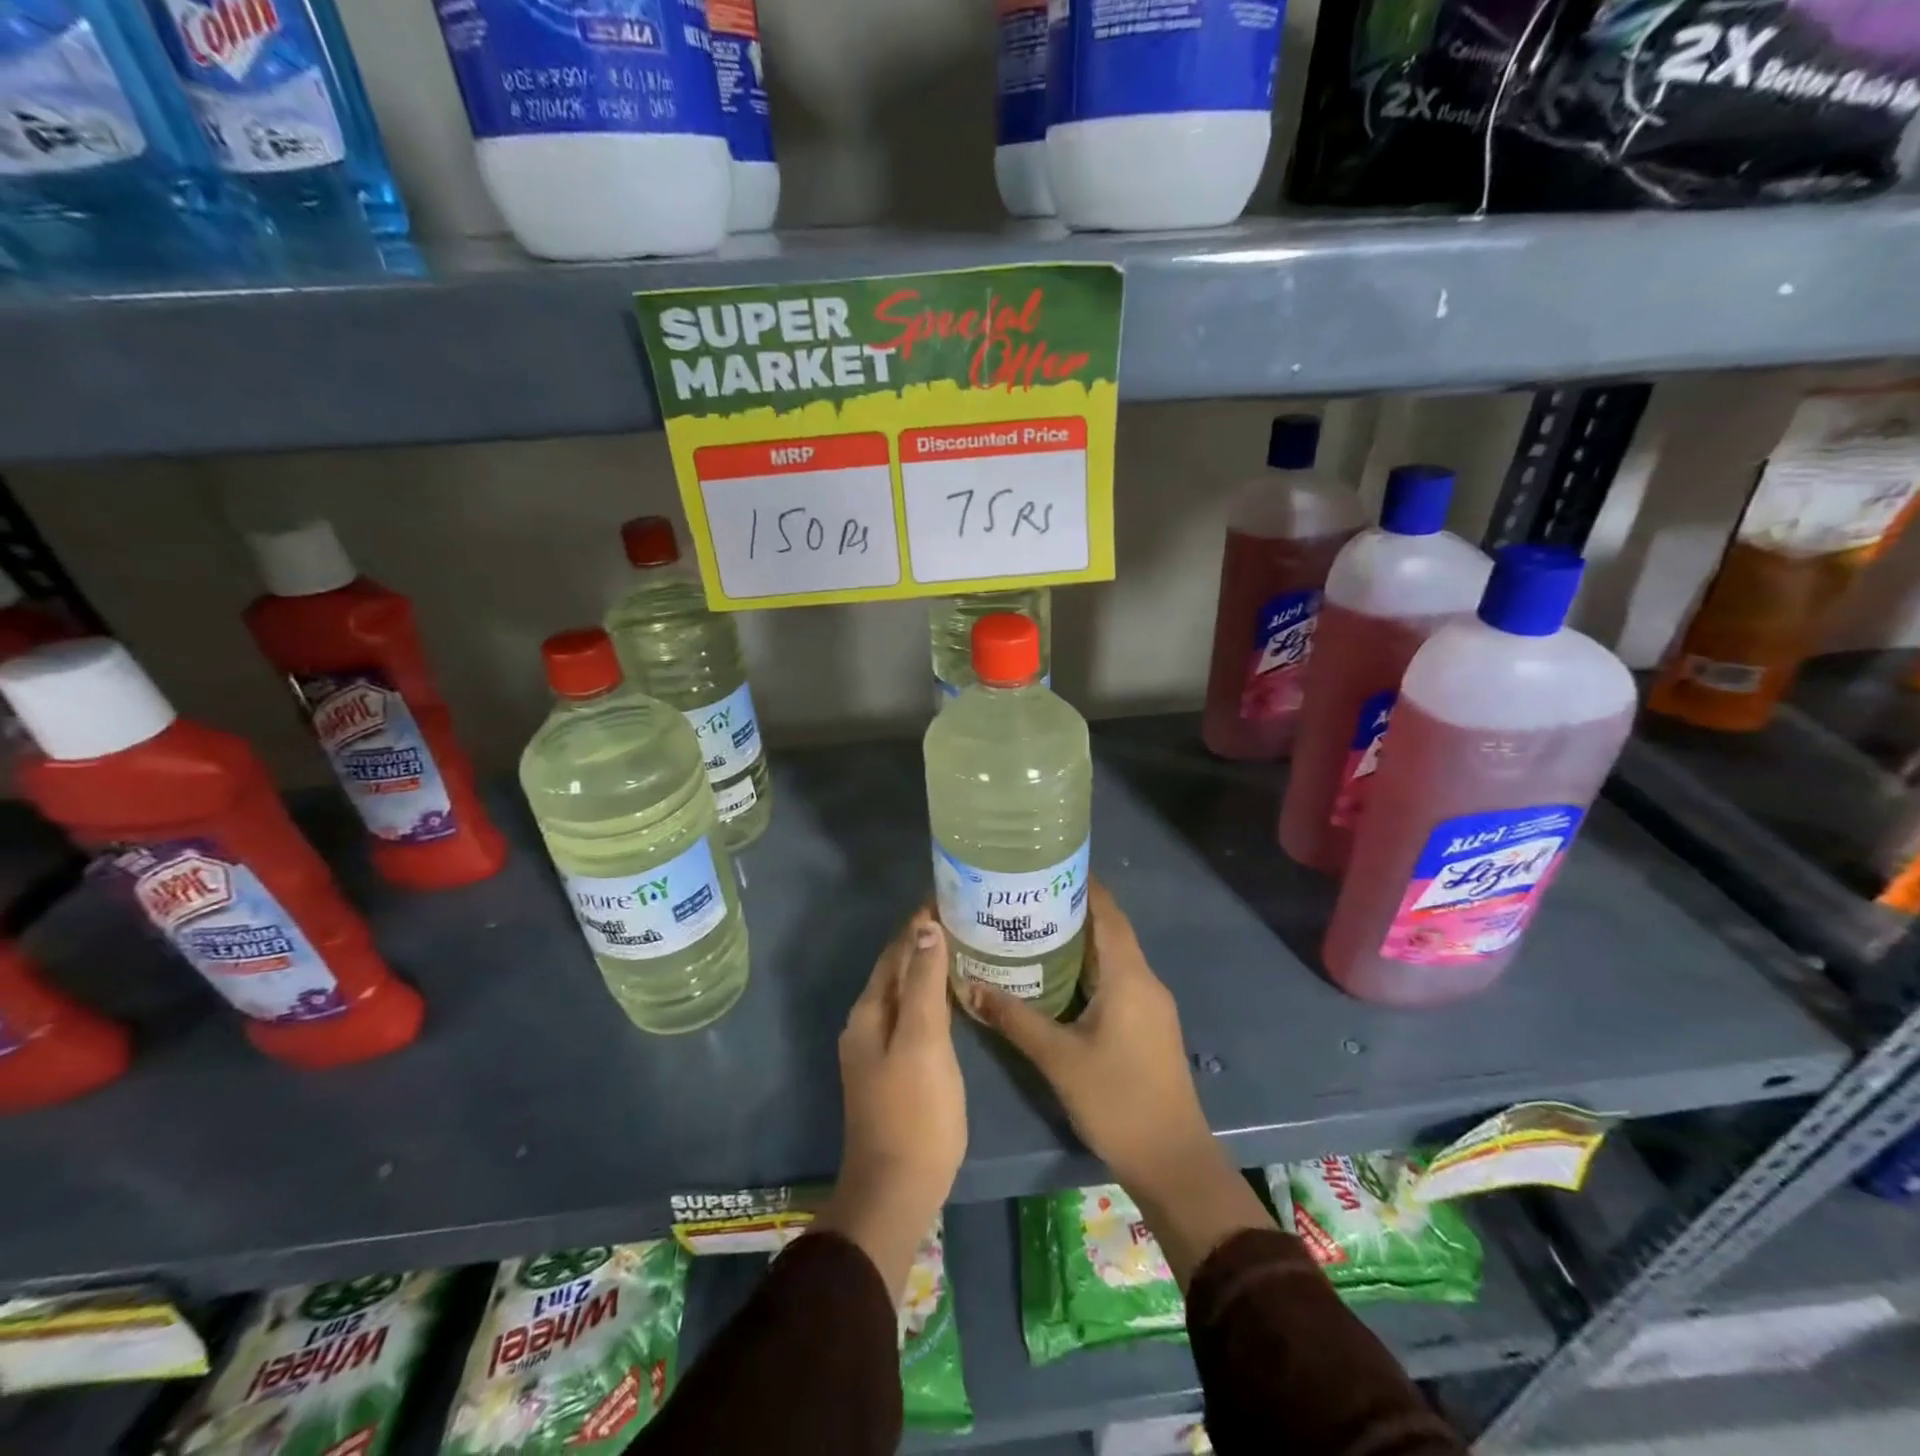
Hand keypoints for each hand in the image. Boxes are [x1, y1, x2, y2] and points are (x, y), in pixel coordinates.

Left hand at [817, 908, 966, 1298]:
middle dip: (925, 940)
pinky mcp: (896, 1068)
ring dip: (929, 967)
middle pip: (897, 969)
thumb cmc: (915, 1111)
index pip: (895, 950)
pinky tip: (956, 997)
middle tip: (966, 915)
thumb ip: (923, 984)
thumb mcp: (922, 1041)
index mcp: (869, 1011)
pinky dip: (932, 996)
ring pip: (906, 992)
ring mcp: (879, 1048)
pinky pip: (914, 1016)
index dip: (919, 922)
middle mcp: (868, 1023)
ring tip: (966, 946)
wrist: (897, 1189)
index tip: (950, 893)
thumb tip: (926, 928)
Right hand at [969, 882, 1272, 1286]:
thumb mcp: (1058, 1058)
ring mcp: (1149, 1004)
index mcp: (1129, 975)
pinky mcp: (1147, 1025)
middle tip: (1025, 898)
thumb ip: (1015, 1019)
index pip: (1107, 912)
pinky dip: (1088, 968)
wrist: (1172, 1160)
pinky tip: (1056, 976)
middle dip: (1071, 910)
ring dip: (1079, 941)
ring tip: (1032, 929)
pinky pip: (1116, 979)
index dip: (1081, 885)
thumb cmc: (1117, 1099)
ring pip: (1112, 957)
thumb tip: (971, 986)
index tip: (1044, 867)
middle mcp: (1144, 980)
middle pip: (1109, 930)